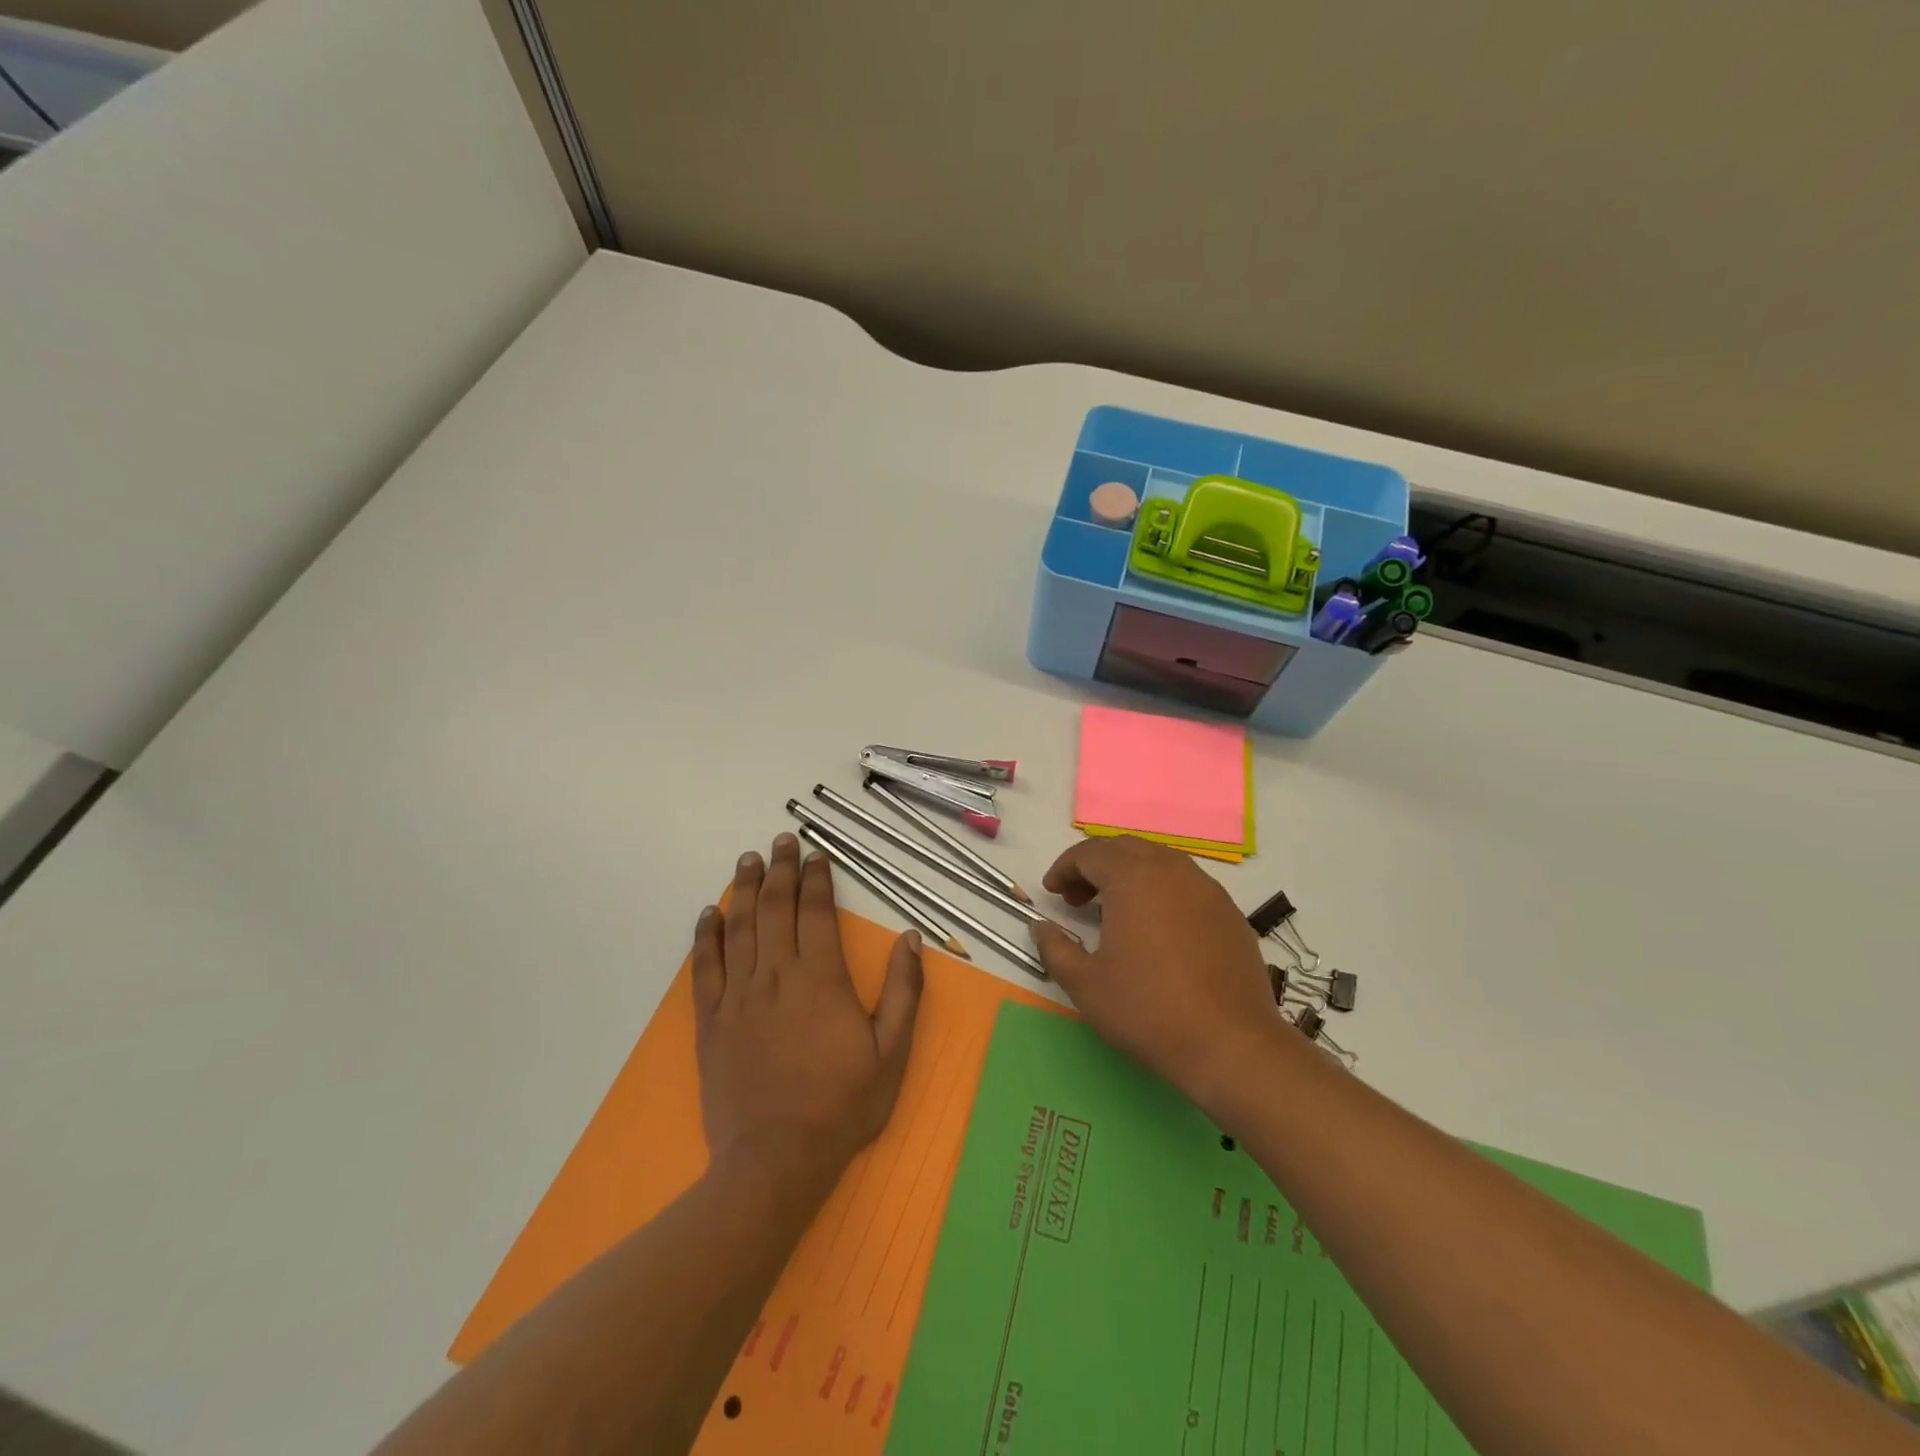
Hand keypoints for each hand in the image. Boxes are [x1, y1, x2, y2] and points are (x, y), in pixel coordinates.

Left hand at [690, 834, 924, 1184]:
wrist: (776, 1160)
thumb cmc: (842, 1105)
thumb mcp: (892, 1051)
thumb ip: (904, 991)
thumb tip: (911, 938)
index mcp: (821, 978)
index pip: (817, 912)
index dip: (817, 879)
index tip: (816, 855)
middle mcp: (777, 974)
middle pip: (775, 908)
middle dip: (779, 869)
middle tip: (780, 840)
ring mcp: (739, 996)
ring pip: (740, 928)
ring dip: (743, 889)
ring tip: (747, 860)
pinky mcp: (712, 1020)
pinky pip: (705, 967)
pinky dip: (706, 936)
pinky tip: (709, 914)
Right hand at [1029, 836, 1286, 1115]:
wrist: (1232, 1045)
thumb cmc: (1149, 1010)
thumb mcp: (1086, 985)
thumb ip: (1055, 949)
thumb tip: (1041, 927)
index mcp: (1133, 878)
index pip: (1090, 853)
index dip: (1065, 868)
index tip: (1052, 891)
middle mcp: (1171, 870)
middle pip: (1125, 848)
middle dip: (1095, 865)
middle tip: (1078, 898)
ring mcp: (1206, 889)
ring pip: (1159, 861)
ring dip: (1129, 874)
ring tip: (1114, 911)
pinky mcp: (1229, 912)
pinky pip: (1185, 883)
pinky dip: (1160, 890)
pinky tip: (1156, 928)